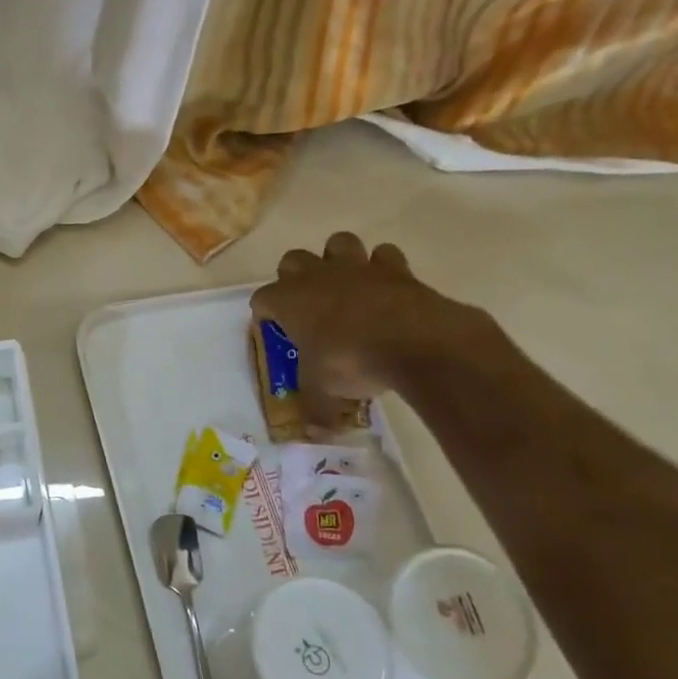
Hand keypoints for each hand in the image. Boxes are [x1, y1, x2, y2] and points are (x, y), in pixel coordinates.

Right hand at [250, 233, 493, 418]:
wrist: (416, 342)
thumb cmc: (351, 361)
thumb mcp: (324, 393)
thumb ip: (316, 410)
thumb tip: (314, 435)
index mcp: (288, 301)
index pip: (262, 299)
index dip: (266, 314)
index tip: (275, 330)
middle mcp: (316, 276)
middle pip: (292, 260)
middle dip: (295, 277)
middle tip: (307, 305)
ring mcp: (356, 268)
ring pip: (337, 243)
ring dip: (337, 260)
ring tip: (345, 286)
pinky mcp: (395, 268)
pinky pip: (384, 255)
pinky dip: (384, 268)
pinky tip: (387, 289)